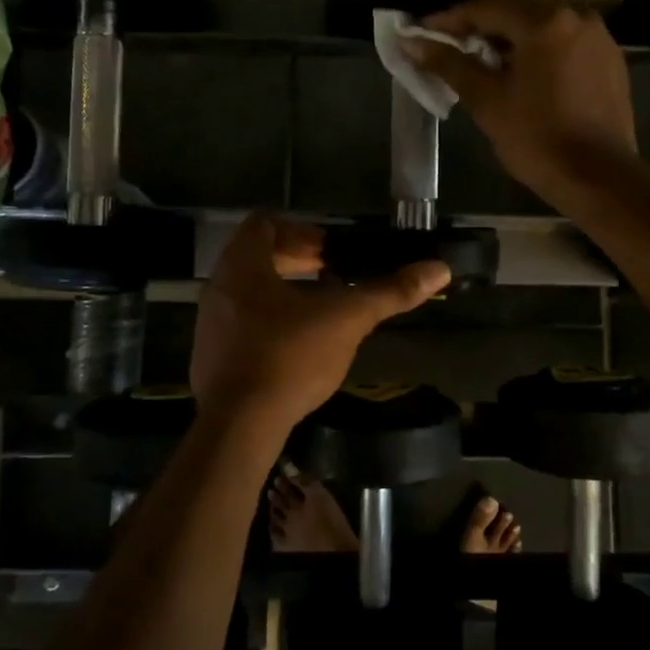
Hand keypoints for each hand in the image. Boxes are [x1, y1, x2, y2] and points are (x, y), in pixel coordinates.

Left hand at [190, 213, 448, 431]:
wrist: (238, 425)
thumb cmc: (289, 357)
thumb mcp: (346, 320)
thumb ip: (390, 292)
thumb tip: (439, 269)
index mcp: (242, 265)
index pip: (264, 224)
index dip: (301, 230)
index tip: (330, 251)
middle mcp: (219, 286)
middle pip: (257, 256)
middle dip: (297, 261)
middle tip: (332, 274)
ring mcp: (210, 323)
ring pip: (249, 291)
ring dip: (284, 291)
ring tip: (321, 309)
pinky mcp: (210, 356)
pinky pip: (240, 323)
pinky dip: (269, 321)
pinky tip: (297, 346)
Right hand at [409, 0, 637, 206]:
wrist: (599, 179)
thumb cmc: (537, 139)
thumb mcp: (487, 101)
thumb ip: (449, 64)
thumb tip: (412, 43)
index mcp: (546, 22)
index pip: (486, 9)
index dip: (449, 21)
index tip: (422, 34)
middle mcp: (577, 18)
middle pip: (517, 15)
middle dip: (481, 32)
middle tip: (450, 52)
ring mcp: (600, 39)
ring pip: (543, 31)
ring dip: (510, 44)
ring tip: (484, 68)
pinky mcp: (611, 63)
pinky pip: (564, 48)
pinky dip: (539, 56)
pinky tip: (523, 80)